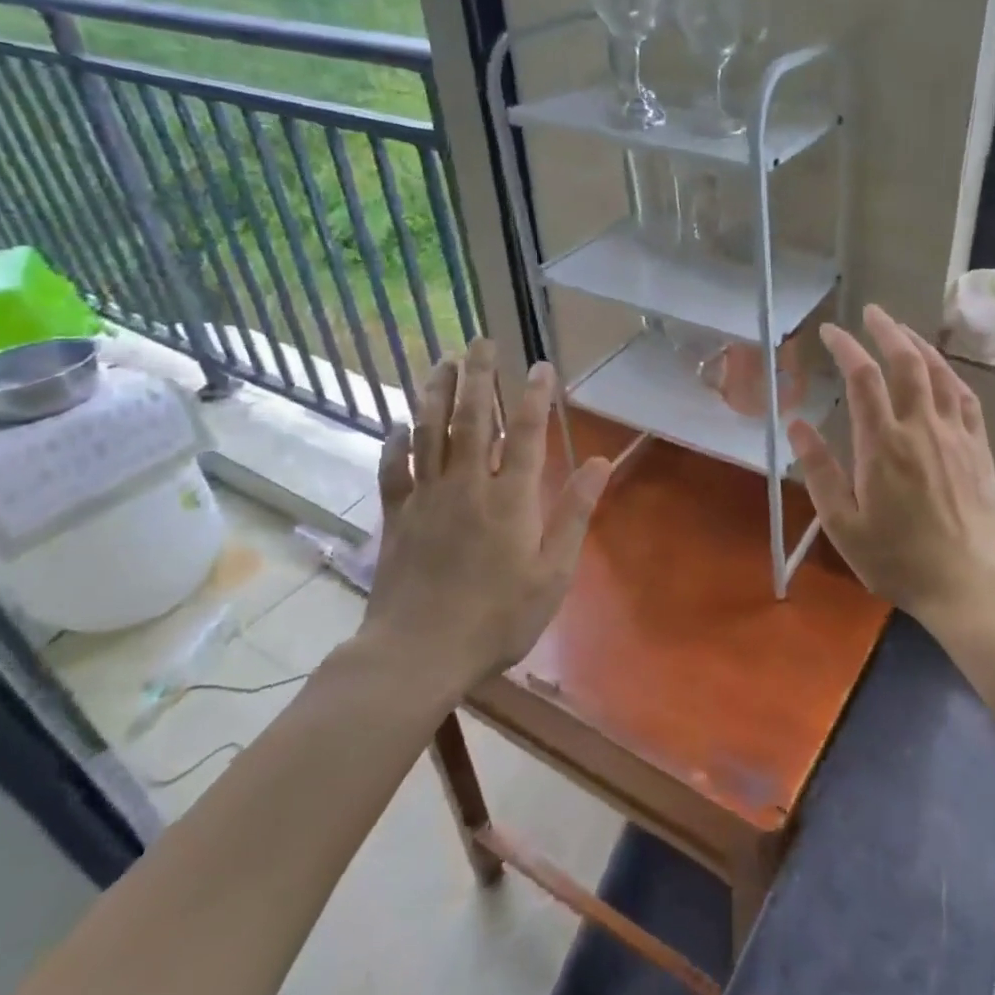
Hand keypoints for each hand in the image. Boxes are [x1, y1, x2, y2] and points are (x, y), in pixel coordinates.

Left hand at [356, 338, 612, 710]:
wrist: (418, 653)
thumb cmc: (497, 617)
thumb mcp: (552, 572)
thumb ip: (574, 514)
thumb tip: (600, 463)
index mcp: (510, 498)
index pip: (525, 432)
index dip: (534, 395)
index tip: (540, 365)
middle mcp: (467, 485)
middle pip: (471, 418)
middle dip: (478, 375)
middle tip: (480, 341)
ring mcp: (426, 498)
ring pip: (430, 432)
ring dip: (435, 392)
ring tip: (441, 360)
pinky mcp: (397, 516)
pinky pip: (394, 469)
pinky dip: (396, 443)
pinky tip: (399, 424)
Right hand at [788, 304, 994, 623]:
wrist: (970, 585)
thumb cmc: (899, 560)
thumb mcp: (843, 526)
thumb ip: (819, 472)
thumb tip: (796, 424)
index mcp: (883, 444)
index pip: (863, 378)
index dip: (845, 347)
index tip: (829, 332)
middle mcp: (921, 428)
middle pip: (906, 362)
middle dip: (887, 330)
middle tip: (871, 312)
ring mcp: (955, 435)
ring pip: (939, 373)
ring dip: (918, 344)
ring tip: (901, 329)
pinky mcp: (978, 448)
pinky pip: (966, 397)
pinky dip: (949, 374)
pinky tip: (941, 371)